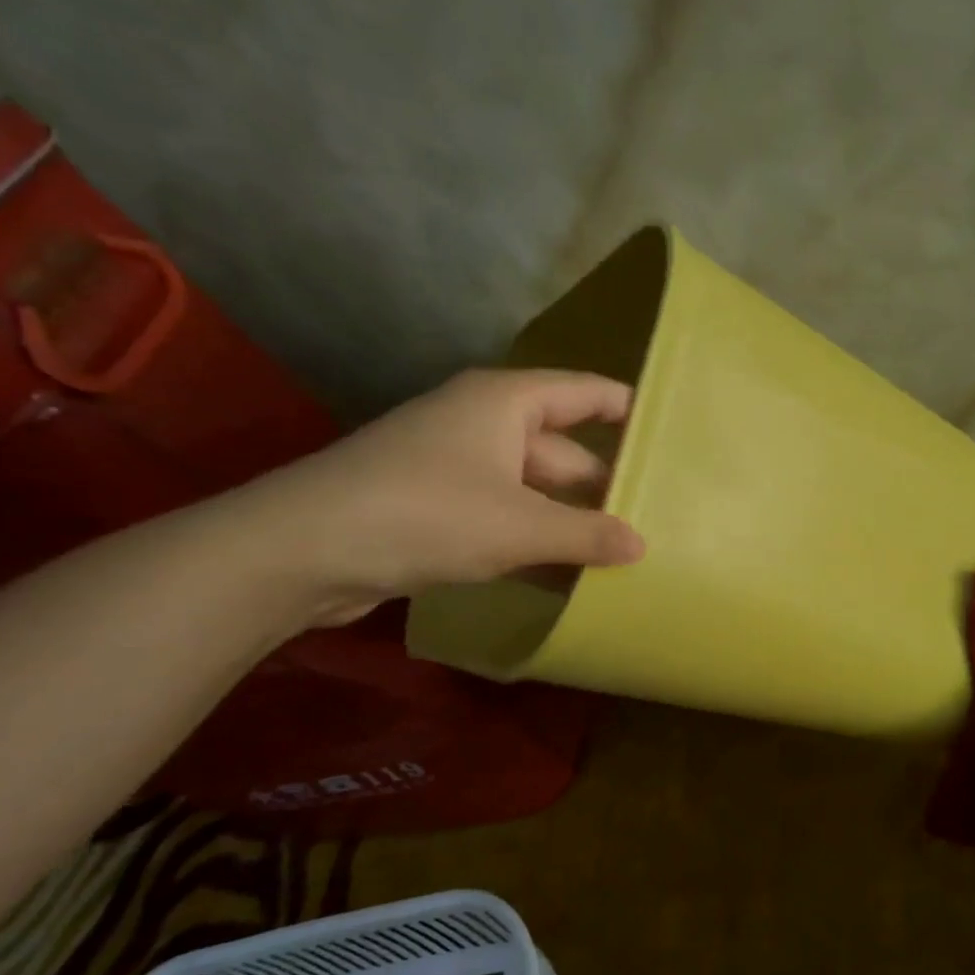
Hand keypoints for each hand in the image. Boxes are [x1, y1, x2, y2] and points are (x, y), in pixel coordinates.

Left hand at [226, 368, 645, 624]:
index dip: (628, 409)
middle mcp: (485, 426)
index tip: (672, 435)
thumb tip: (641, 546)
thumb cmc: (425, 513)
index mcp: (506, 403)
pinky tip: (572, 581)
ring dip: (573, 525)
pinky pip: (507, 522)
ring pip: (537, 494)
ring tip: (628, 558)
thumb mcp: (519, 526)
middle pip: (566, 451)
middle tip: (660, 521)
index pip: (585, 392)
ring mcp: (460, 471)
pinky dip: (537, 547)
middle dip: (606, 487)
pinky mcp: (441, 512)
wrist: (302, 551)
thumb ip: (586, 534)